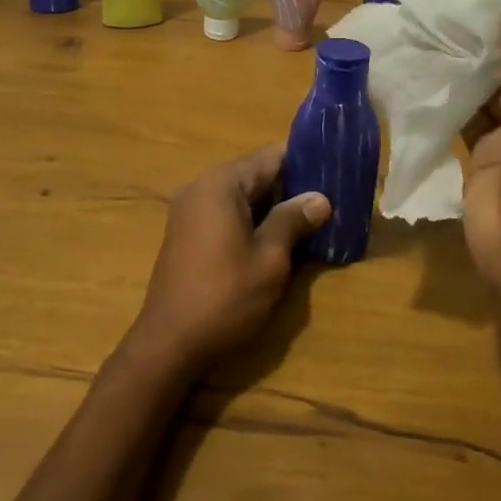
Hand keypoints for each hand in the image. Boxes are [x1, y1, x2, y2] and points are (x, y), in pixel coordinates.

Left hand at [130, 145, 328, 373]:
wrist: (168, 344)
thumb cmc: (224, 297)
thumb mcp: (269, 260)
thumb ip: (293, 221)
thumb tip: (320, 198)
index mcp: (221, 184)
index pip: (270, 156)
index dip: (303, 161)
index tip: (333, 169)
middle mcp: (201, 186)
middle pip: (254, 174)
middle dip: (290, 186)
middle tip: (329, 198)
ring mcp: (189, 210)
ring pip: (241, 195)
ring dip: (271, 205)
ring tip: (310, 218)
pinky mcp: (186, 233)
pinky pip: (225, 212)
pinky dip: (251, 219)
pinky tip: (276, 237)